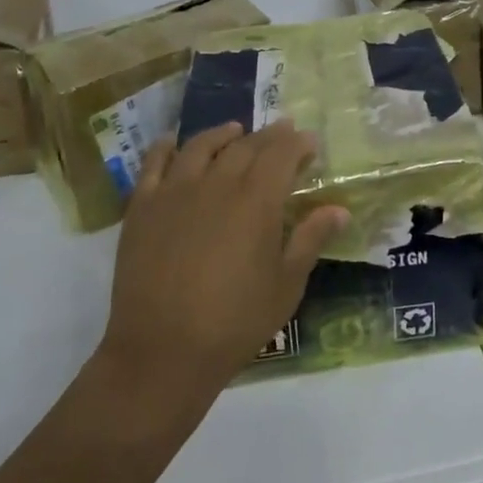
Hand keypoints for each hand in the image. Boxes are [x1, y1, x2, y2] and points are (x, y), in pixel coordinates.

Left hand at [99, 121, 348, 403]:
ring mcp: (176, 191)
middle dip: (268, 136)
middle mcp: (218, 182)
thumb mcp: (286, 285)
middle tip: (281, 133)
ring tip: (234, 130)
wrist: (161, 351)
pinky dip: (166, 146)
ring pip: (202, 146)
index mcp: (257, 200)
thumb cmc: (234, 322)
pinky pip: (154, 163)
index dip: (298, 143)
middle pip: (246, 145)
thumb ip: (311, 239)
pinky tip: (173, 141)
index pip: (282, 153)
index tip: (310, 142)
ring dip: (223, 134)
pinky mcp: (143, 206)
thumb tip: (339, 209)